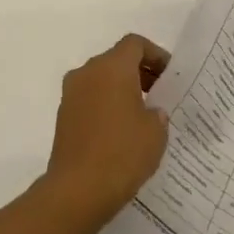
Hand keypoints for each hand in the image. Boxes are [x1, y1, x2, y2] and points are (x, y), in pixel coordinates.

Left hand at [43, 34, 170, 219]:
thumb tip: (149, 111)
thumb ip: (157, 113)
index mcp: (111, 67)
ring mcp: (71, 94)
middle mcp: (87, 73)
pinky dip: (106, 106)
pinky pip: (90, 100)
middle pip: (116, 60)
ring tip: (143, 116)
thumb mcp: (156, 131)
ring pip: (101, 80)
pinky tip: (121, 132)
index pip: (135, 44)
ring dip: (121, 90)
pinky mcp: (63, 116)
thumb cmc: (123, 153)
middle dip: (139, 72)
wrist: (78, 189)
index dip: (156, 55)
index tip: (170, 76)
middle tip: (160, 95)